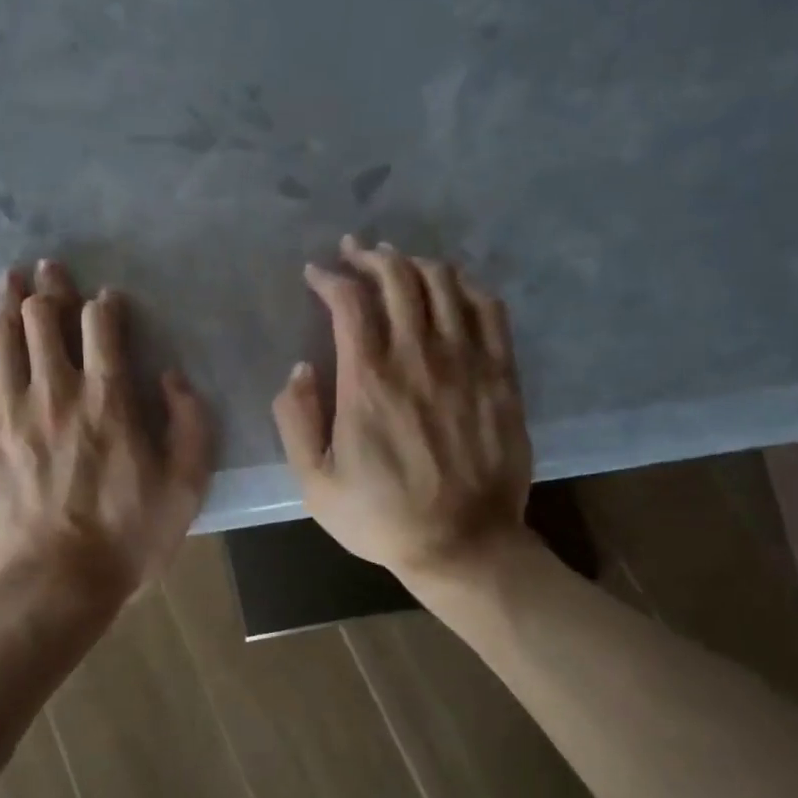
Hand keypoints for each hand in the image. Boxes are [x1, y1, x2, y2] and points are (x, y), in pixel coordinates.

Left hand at [0, 260, 213, 602]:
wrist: (54, 587)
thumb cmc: (126, 541)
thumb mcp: (185, 488)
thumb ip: (190, 425)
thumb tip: (172, 377)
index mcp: (108, 400)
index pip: (102, 326)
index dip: (104, 304)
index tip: (106, 301)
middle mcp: (55, 391)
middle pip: (43, 318)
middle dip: (48, 287)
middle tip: (48, 271)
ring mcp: (7, 411)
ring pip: (1, 336)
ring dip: (5, 301)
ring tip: (8, 280)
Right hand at [272, 235, 532, 580]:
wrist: (462, 545)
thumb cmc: (381, 517)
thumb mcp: (314, 482)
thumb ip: (296, 421)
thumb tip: (299, 370)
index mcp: (368, 381)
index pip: (349, 302)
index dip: (330, 277)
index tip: (315, 274)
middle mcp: (418, 358)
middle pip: (399, 279)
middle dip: (371, 256)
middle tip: (355, 252)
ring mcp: (467, 363)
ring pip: (445, 285)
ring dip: (416, 264)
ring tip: (398, 262)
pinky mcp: (501, 376)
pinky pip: (489, 310)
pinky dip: (466, 287)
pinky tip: (452, 286)